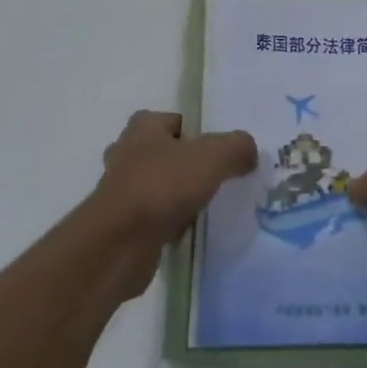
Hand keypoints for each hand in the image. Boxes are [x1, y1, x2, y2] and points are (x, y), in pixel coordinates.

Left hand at [88, 111, 256, 296]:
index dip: (199, 134)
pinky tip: (189, 232)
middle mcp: (127, 152)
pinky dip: (169, 223)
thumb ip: (237, 147)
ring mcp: (121, 190)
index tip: (220, 154)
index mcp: (143, 127)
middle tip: (216, 180)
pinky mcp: (121, 224)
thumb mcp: (212, 157)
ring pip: (159, 186)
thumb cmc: (161, 187)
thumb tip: (249, 151)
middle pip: (167, 153)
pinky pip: (153, 216)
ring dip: (178, 196)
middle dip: (188, 166)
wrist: (118, 245)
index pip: (177, 121)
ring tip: (206, 208)